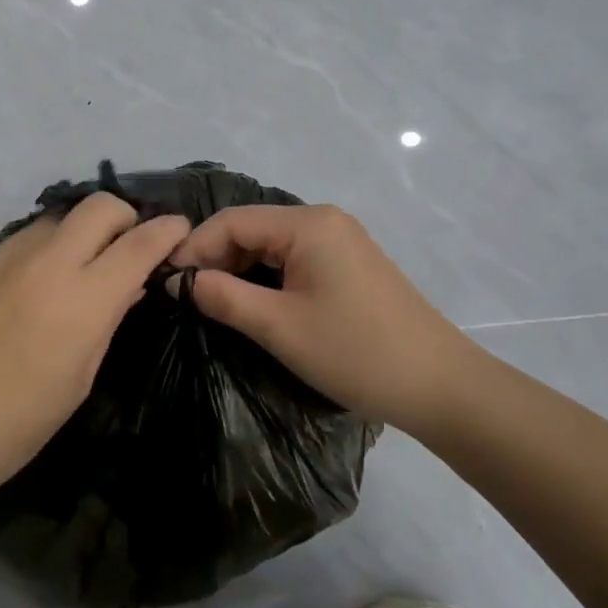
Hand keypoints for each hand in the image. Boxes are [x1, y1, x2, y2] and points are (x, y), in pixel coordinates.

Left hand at [0, 193, 190, 501]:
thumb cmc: (21, 419)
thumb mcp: (81, 375)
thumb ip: (108, 319)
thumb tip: (129, 286)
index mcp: (84, 297)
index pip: (139, 244)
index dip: (167, 231)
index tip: (180, 229)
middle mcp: (50, 262)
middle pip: (100, 206)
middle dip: (126, 217)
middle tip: (129, 247)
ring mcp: (10, 257)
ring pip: (61, 217)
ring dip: (84, 231)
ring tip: (83, 266)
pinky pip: (28, 236)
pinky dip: (49, 246)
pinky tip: (40, 281)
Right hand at [169, 205, 484, 434]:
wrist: (441, 386)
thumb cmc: (355, 352)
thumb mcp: (278, 326)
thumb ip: (222, 297)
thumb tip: (177, 281)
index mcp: (307, 224)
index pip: (232, 221)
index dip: (194, 247)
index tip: (166, 282)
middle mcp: (324, 221)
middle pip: (252, 228)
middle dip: (215, 257)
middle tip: (186, 296)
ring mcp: (341, 241)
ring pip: (272, 244)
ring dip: (239, 268)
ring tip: (213, 302)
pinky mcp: (350, 265)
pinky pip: (294, 258)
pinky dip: (267, 276)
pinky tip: (253, 302)